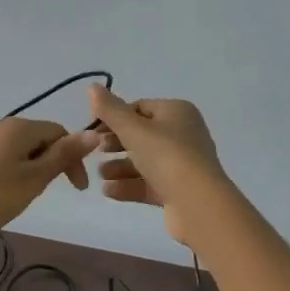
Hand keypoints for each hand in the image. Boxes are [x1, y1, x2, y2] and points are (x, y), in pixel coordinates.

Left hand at [0, 117, 100, 245]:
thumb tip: (94, 133)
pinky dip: (11, 173)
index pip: (58, 132)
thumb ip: (63, 156)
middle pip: (37, 139)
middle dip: (51, 163)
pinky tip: (4, 195)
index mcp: (17, 127)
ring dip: (31, 169)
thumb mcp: (35, 178)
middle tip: (49, 192)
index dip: (73, 157)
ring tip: (27, 196)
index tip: (77, 189)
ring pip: (17, 150)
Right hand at [86, 85, 227, 248]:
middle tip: (96, 151)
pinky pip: (149, 184)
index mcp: (177, 112)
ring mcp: (182, 164)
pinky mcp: (178, 191)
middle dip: (116, 144)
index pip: (140, 108)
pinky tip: (108, 191)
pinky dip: (128, 185)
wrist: (198, 204)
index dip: (114, 117)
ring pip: (144, 161)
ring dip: (119, 167)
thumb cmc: (166, 156)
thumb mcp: (133, 129)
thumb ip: (110, 110)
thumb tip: (92, 86)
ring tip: (100, 175)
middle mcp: (183, 135)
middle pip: (142, 135)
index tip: (93, 130)